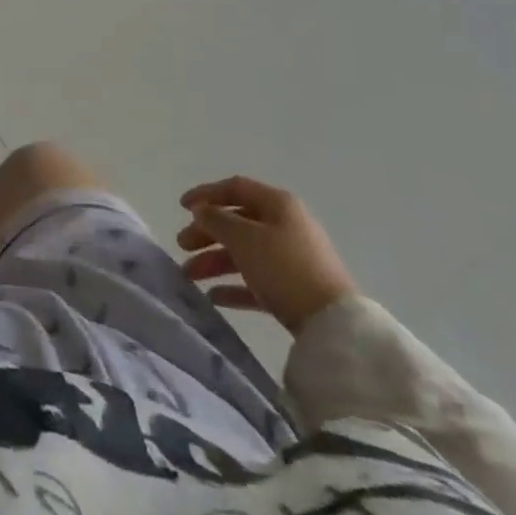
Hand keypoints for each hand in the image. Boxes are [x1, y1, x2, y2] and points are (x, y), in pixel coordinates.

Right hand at [177, 176, 357, 333]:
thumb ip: (217, 219)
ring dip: (214, 261)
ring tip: (189, 275)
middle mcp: (285, 226)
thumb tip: (202, 210)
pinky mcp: (295, 291)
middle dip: (206, 233)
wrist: (334, 325)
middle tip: (181, 244)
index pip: (235, 188)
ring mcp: (292, 260)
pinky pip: (257, 282)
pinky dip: (234, 286)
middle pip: (237, 222)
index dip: (206, 194)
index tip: (181, 207)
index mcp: (278, 204)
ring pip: (244, 253)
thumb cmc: (284, 268)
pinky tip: (213, 297)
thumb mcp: (244, 238)